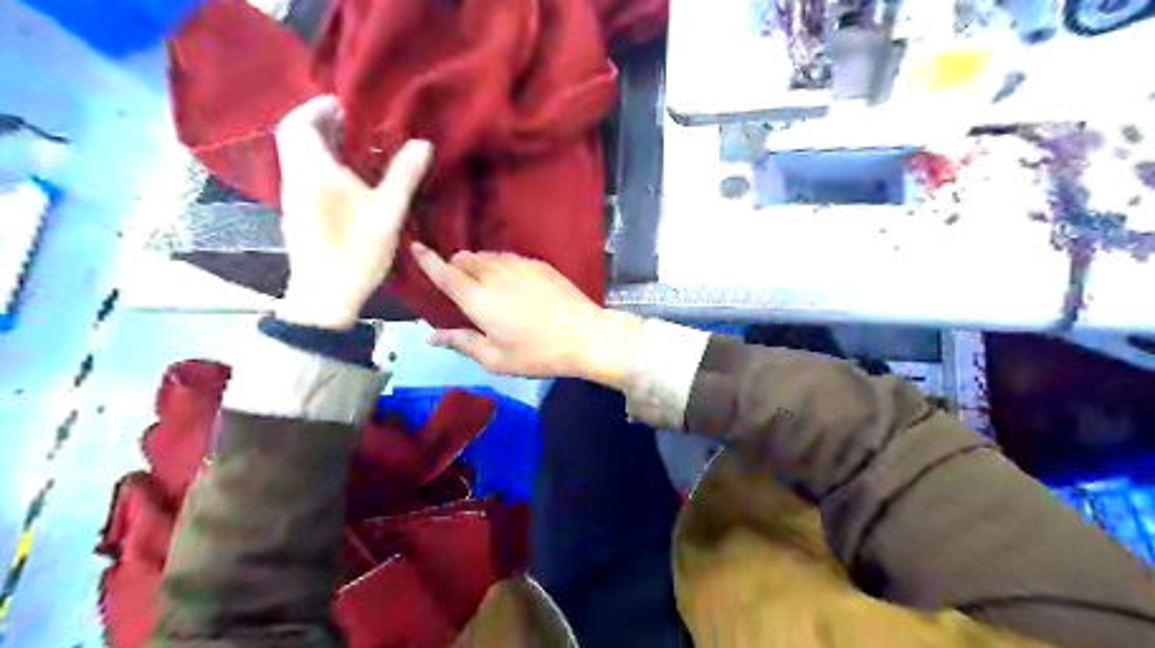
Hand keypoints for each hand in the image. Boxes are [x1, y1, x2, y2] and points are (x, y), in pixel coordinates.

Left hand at [273, 94, 433, 327]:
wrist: (324, 294)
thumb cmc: (355, 250)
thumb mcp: (387, 212)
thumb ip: (404, 175)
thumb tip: (422, 143)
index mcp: (313, 171)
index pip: (299, 123)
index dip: (317, 107)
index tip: (345, 103)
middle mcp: (296, 178)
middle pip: (295, 137)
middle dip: (320, 123)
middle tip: (355, 122)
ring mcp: (294, 197)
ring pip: (299, 157)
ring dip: (321, 145)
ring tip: (357, 146)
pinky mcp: (299, 214)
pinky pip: (305, 175)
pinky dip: (322, 165)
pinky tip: (349, 178)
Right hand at [408, 240, 646, 383]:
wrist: (585, 335)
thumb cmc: (538, 353)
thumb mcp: (495, 359)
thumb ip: (461, 343)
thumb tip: (429, 336)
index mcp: (478, 299)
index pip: (445, 273)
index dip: (427, 259)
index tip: (415, 246)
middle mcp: (494, 274)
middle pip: (465, 260)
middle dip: (455, 266)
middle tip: (457, 282)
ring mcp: (519, 265)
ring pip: (487, 256)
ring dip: (477, 263)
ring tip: (482, 280)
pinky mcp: (538, 264)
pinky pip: (509, 257)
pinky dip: (499, 263)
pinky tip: (509, 279)